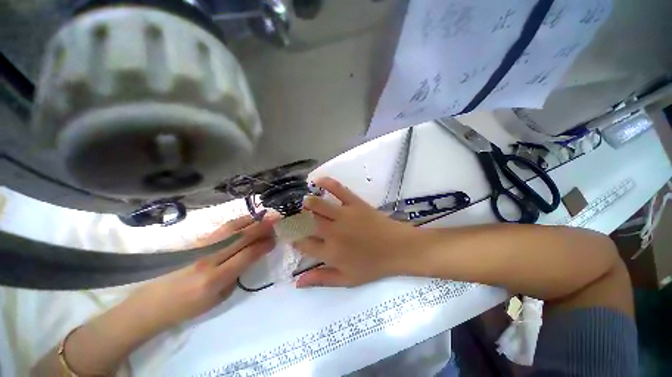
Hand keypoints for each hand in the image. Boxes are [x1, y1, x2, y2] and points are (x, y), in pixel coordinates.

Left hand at [123, 215, 275, 331]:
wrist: (152, 303)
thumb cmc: (187, 307)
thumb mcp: (218, 299)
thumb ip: (236, 275)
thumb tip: (250, 255)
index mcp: (215, 279)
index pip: (247, 255)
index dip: (263, 245)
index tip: (275, 239)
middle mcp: (209, 259)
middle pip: (240, 238)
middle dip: (261, 228)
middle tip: (275, 220)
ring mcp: (200, 248)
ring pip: (231, 228)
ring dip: (250, 220)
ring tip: (263, 215)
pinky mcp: (195, 242)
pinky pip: (221, 229)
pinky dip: (237, 222)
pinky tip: (246, 220)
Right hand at [293, 177, 424, 287]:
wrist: (398, 248)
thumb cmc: (373, 266)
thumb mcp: (347, 280)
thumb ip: (321, 280)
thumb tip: (297, 282)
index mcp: (330, 252)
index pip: (301, 243)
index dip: (291, 237)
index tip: (289, 234)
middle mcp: (333, 232)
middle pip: (305, 221)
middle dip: (294, 218)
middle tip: (293, 217)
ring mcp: (344, 215)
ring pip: (317, 204)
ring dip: (306, 202)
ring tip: (304, 204)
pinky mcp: (355, 203)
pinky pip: (338, 189)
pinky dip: (326, 182)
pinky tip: (317, 180)